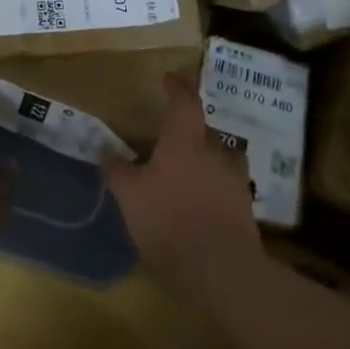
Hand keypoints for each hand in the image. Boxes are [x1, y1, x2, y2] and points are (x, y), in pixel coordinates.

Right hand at [104, 73, 262, 304]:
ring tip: (186, 171)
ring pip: (220, 158)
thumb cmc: (168, 221)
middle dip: (188, 131)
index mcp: (185, 141)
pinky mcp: (245, 208)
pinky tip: (200, 202)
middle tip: (168, 140)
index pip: (184, 103)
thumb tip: (105, 152)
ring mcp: (234, 180)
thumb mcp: (129, 196)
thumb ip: (117, 171)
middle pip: (204, 130)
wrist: (220, 270)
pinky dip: (214, 186)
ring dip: (205, 159)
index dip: (177, 87)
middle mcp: (214, 152)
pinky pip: (227, 186)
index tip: (169, 78)